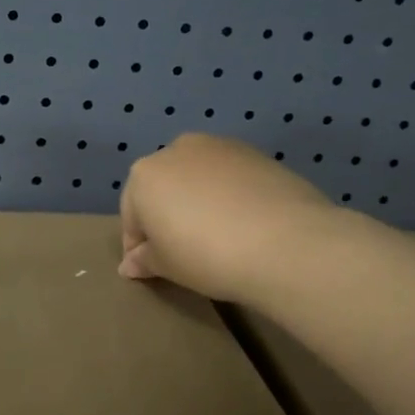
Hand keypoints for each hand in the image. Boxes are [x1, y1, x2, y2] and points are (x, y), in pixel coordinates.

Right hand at [120, 134, 336, 304]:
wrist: (284, 242)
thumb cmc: (206, 255)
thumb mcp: (166, 265)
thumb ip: (143, 260)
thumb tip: (131, 263)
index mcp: (143, 175)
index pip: (131, 214)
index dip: (136, 245)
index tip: (148, 268)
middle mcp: (176, 150)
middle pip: (163, 187)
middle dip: (166, 214)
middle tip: (182, 250)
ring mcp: (219, 146)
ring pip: (197, 177)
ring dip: (198, 200)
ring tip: (217, 235)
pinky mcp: (255, 153)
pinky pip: (229, 176)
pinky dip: (229, 194)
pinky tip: (244, 222)